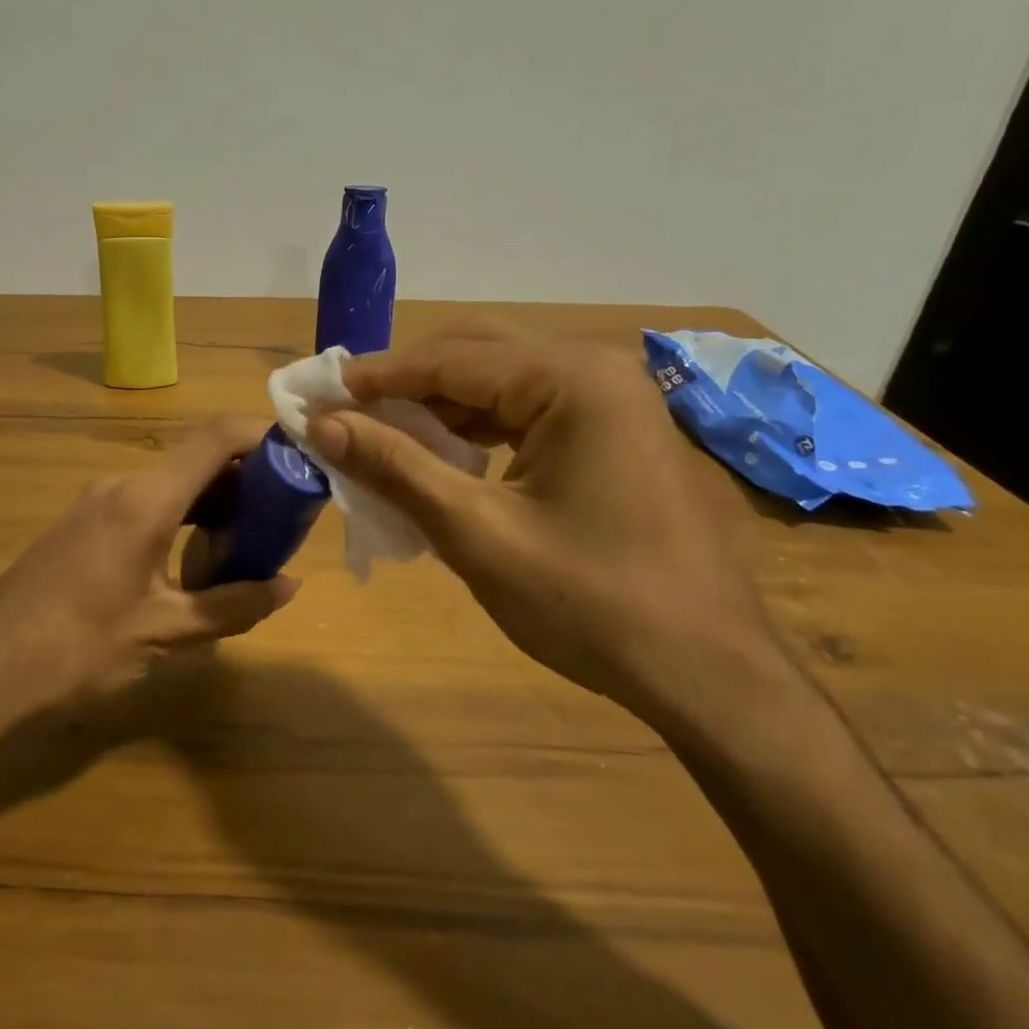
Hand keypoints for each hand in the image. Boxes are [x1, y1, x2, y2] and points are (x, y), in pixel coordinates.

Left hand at [0, 417, 298, 764]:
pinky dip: (182, 517)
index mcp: (145, 498)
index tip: (302, 454)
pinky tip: (197, 558)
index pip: (216, 438)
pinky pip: (146, 502)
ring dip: (214, 502)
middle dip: (247, 478)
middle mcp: (121, 484)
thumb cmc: (76, 652)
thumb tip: (289, 586)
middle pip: (197, 459)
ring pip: (172, 483)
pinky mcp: (82, 525)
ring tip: (251, 540)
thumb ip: (233, 605)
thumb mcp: (165, 633)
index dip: (263, 435)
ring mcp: (96, 502)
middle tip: (287, 513)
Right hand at [305, 322, 794, 733]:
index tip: (320, 395)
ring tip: (383, 435)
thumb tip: (321, 424)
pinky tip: (444, 455)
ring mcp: (613, 400)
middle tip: (348, 412)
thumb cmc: (591, 603)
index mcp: (572, 379)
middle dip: (409, 382)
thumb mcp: (477, 533)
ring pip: (502, 380)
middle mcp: (596, 369)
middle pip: (478, 353)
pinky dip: (478, 427)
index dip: (379, 376)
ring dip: (441, 404)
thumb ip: (395, 467)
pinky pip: (529, 410)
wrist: (709, 675)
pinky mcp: (615, 432)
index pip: (451, 358)